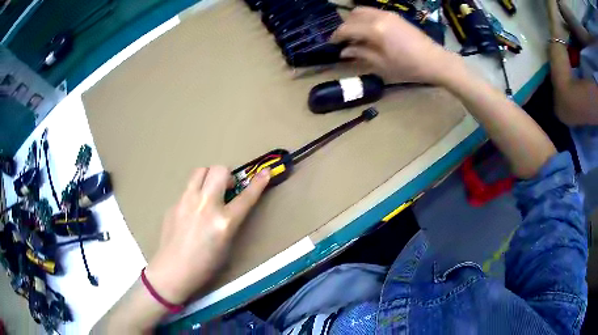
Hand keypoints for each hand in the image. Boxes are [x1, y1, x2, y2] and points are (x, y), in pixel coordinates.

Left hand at [145, 166, 269, 303]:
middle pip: (219, 170)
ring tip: (209, 193)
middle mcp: (205, 205)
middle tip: (227, 188)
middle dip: (227, 175)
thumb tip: (229, 206)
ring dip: (209, 177)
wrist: (173, 270)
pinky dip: (195, 193)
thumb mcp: (227, 246)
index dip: (259, 183)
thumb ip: (230, 221)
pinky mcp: (174, 203)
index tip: (265, 172)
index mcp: (224, 222)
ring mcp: (186, 201)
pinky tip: (192, 211)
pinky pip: (188, 189)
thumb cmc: (205, 266)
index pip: (246, 197)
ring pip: (200, 171)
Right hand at [330, 7, 462, 84]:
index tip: (332, 44)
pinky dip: (366, 19)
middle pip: (353, 14)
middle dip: (345, 26)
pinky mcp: (396, 16)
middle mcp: (379, 16)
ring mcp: (389, 14)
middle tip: (344, 40)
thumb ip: (361, 54)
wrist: (436, 61)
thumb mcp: (382, 64)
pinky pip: (374, 12)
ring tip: (356, 35)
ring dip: (355, 21)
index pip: (347, 28)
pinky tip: (370, 32)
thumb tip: (344, 52)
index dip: (336, 36)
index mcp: (374, 29)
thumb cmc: (409, 67)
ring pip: (363, 11)